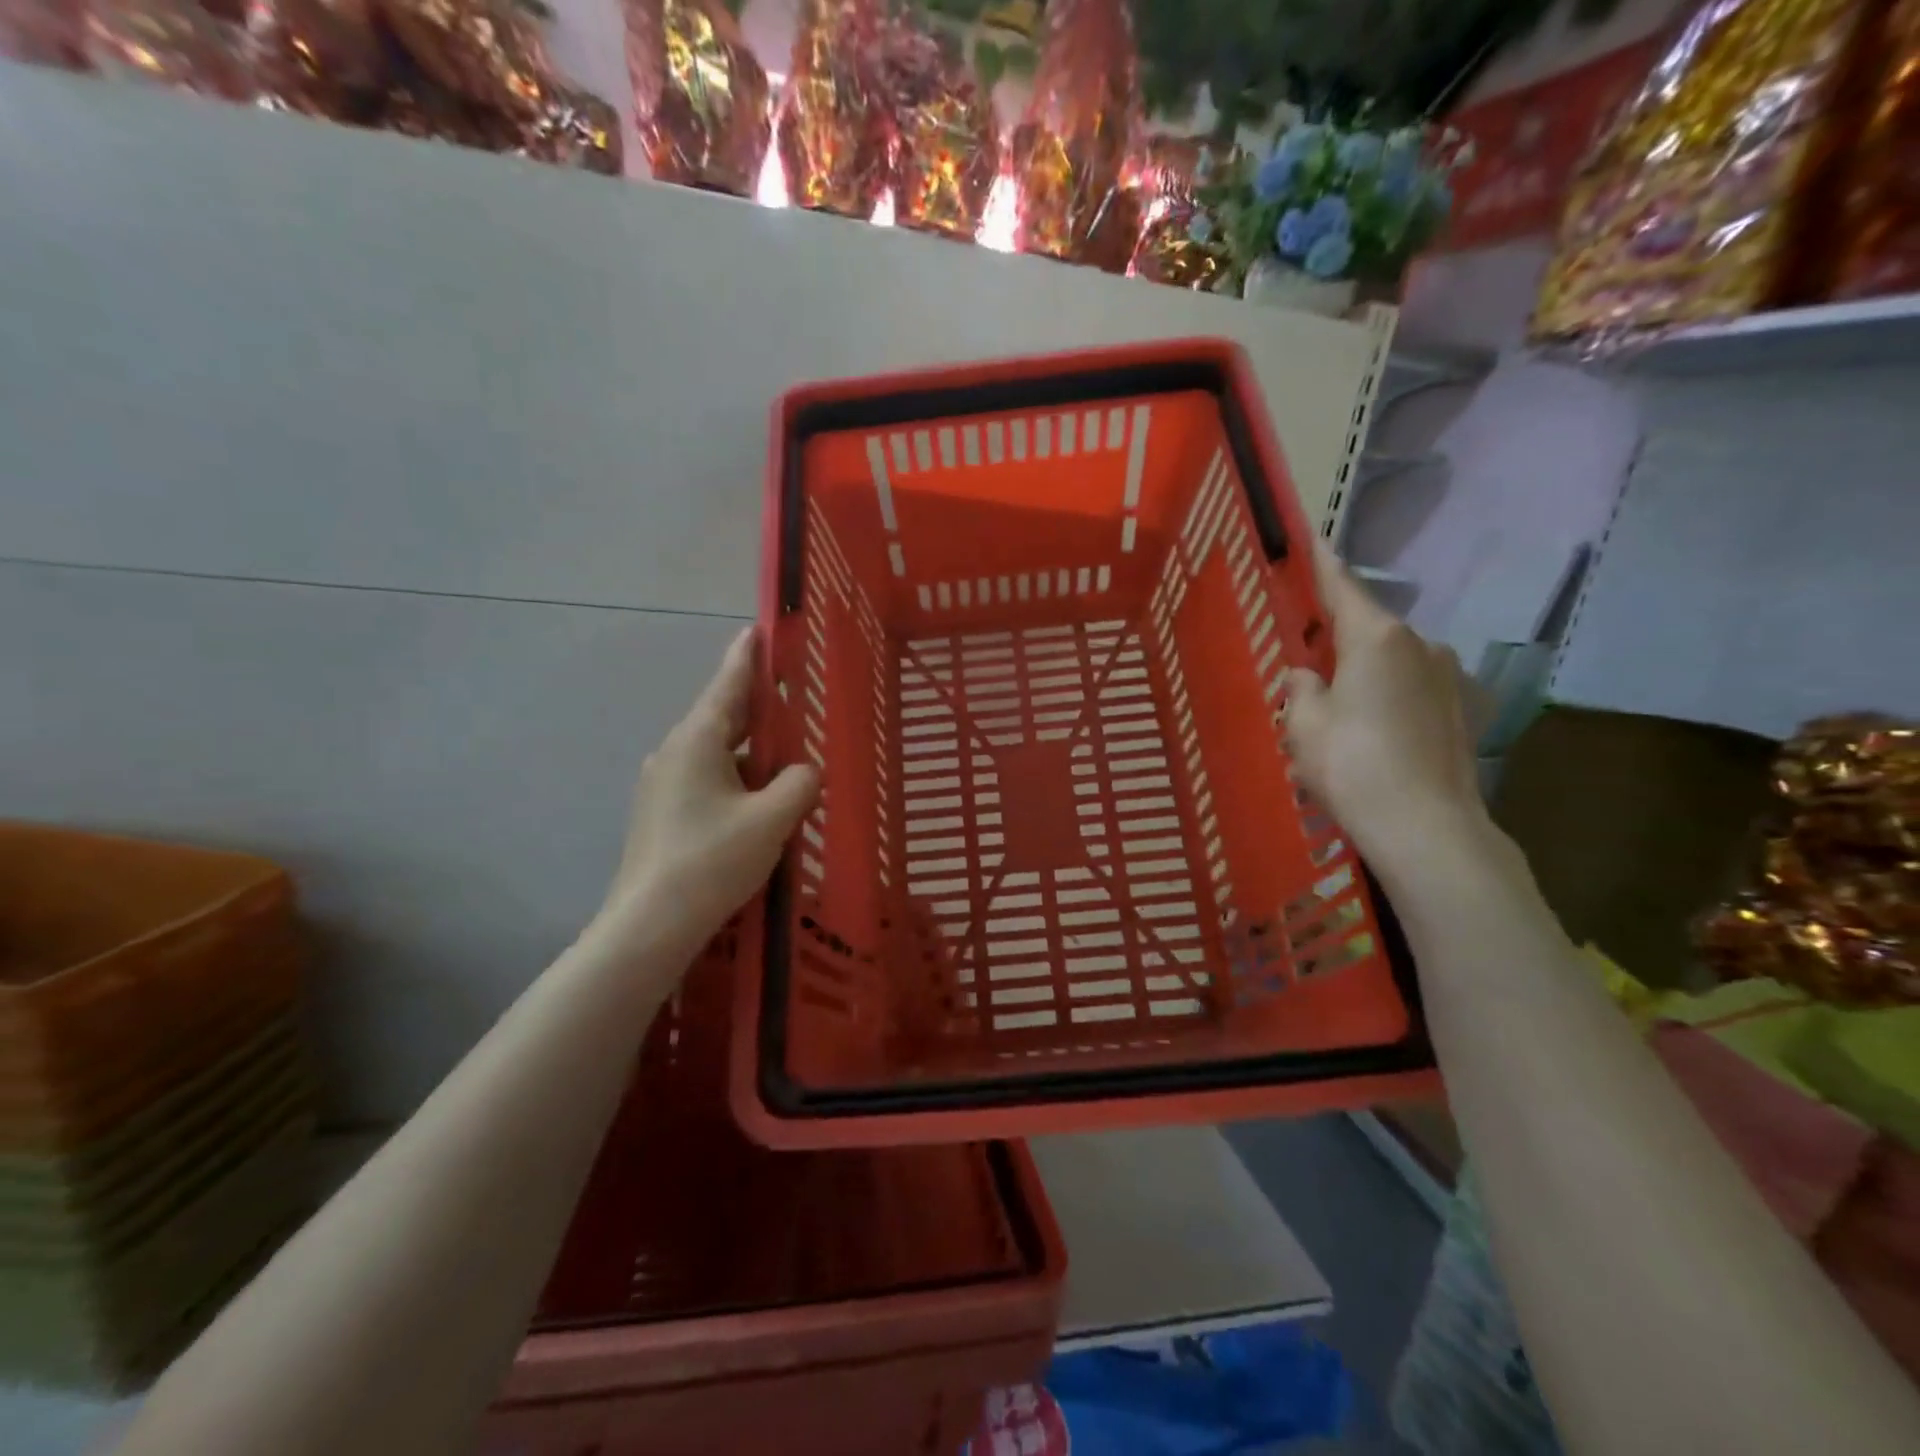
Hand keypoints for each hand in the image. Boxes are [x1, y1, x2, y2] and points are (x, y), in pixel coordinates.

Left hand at [596, 627, 819, 954]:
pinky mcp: (662, 813)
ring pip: (716, 752)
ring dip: (750, 749)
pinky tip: (758, 799)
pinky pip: (708, 778)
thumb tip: (803, 772)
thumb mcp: (771, 818)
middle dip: (756, 705)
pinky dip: (737, 776)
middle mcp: (674, 753)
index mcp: (698, 741)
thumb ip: (799, 783)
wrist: (649, 923)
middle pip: (722, 717)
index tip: (757, 629)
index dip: (747, 657)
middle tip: (788, 692)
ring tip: (785, 754)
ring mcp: (663, 784)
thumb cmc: (712, 859)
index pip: (728, 685)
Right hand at [1281, 544, 1485, 864]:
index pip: (1343, 587)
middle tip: (1308, 658)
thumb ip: (1300, 688)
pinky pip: (1418, 689)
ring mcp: (1451, 677)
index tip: (1311, 540)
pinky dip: (1394, 697)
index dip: (1322, 564)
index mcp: (1377, 638)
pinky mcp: (1466, 710)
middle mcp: (1422, 644)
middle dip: (1339, 637)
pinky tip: (1379, 731)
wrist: (1427, 828)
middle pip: (1370, 627)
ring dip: (1368, 672)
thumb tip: (1306, 675)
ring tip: (1343, 709)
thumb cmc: (1352, 766)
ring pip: (1396, 661)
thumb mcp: (1302, 725)